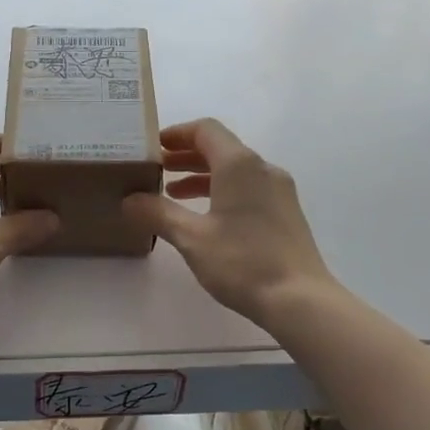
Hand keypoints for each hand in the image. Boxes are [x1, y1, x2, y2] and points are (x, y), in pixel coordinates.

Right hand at [121, 118, 334, 327]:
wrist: (300, 300)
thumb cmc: (242, 262)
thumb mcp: (191, 238)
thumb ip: (158, 213)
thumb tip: (129, 200)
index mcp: (239, 164)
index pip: (205, 130)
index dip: (177, 133)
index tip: (153, 147)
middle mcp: (262, 168)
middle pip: (220, 147)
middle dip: (186, 156)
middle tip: (156, 170)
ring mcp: (278, 190)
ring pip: (234, 170)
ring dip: (202, 175)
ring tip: (173, 194)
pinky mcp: (285, 212)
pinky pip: (248, 187)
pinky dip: (222, 191)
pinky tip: (205, 216)